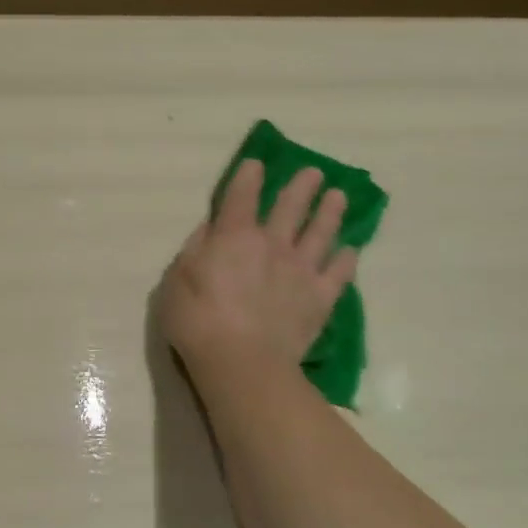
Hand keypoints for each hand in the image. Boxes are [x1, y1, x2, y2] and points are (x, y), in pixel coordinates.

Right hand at [160, 160, 357, 378]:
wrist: (242, 363)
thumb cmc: (197, 321)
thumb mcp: (176, 281)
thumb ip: (194, 250)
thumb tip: (210, 229)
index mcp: (233, 236)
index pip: (241, 196)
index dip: (248, 176)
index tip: (256, 163)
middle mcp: (271, 244)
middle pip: (290, 206)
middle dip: (301, 186)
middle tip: (314, 172)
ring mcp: (300, 270)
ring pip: (321, 232)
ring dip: (330, 212)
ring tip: (339, 196)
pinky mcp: (320, 298)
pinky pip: (338, 273)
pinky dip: (346, 260)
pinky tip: (350, 251)